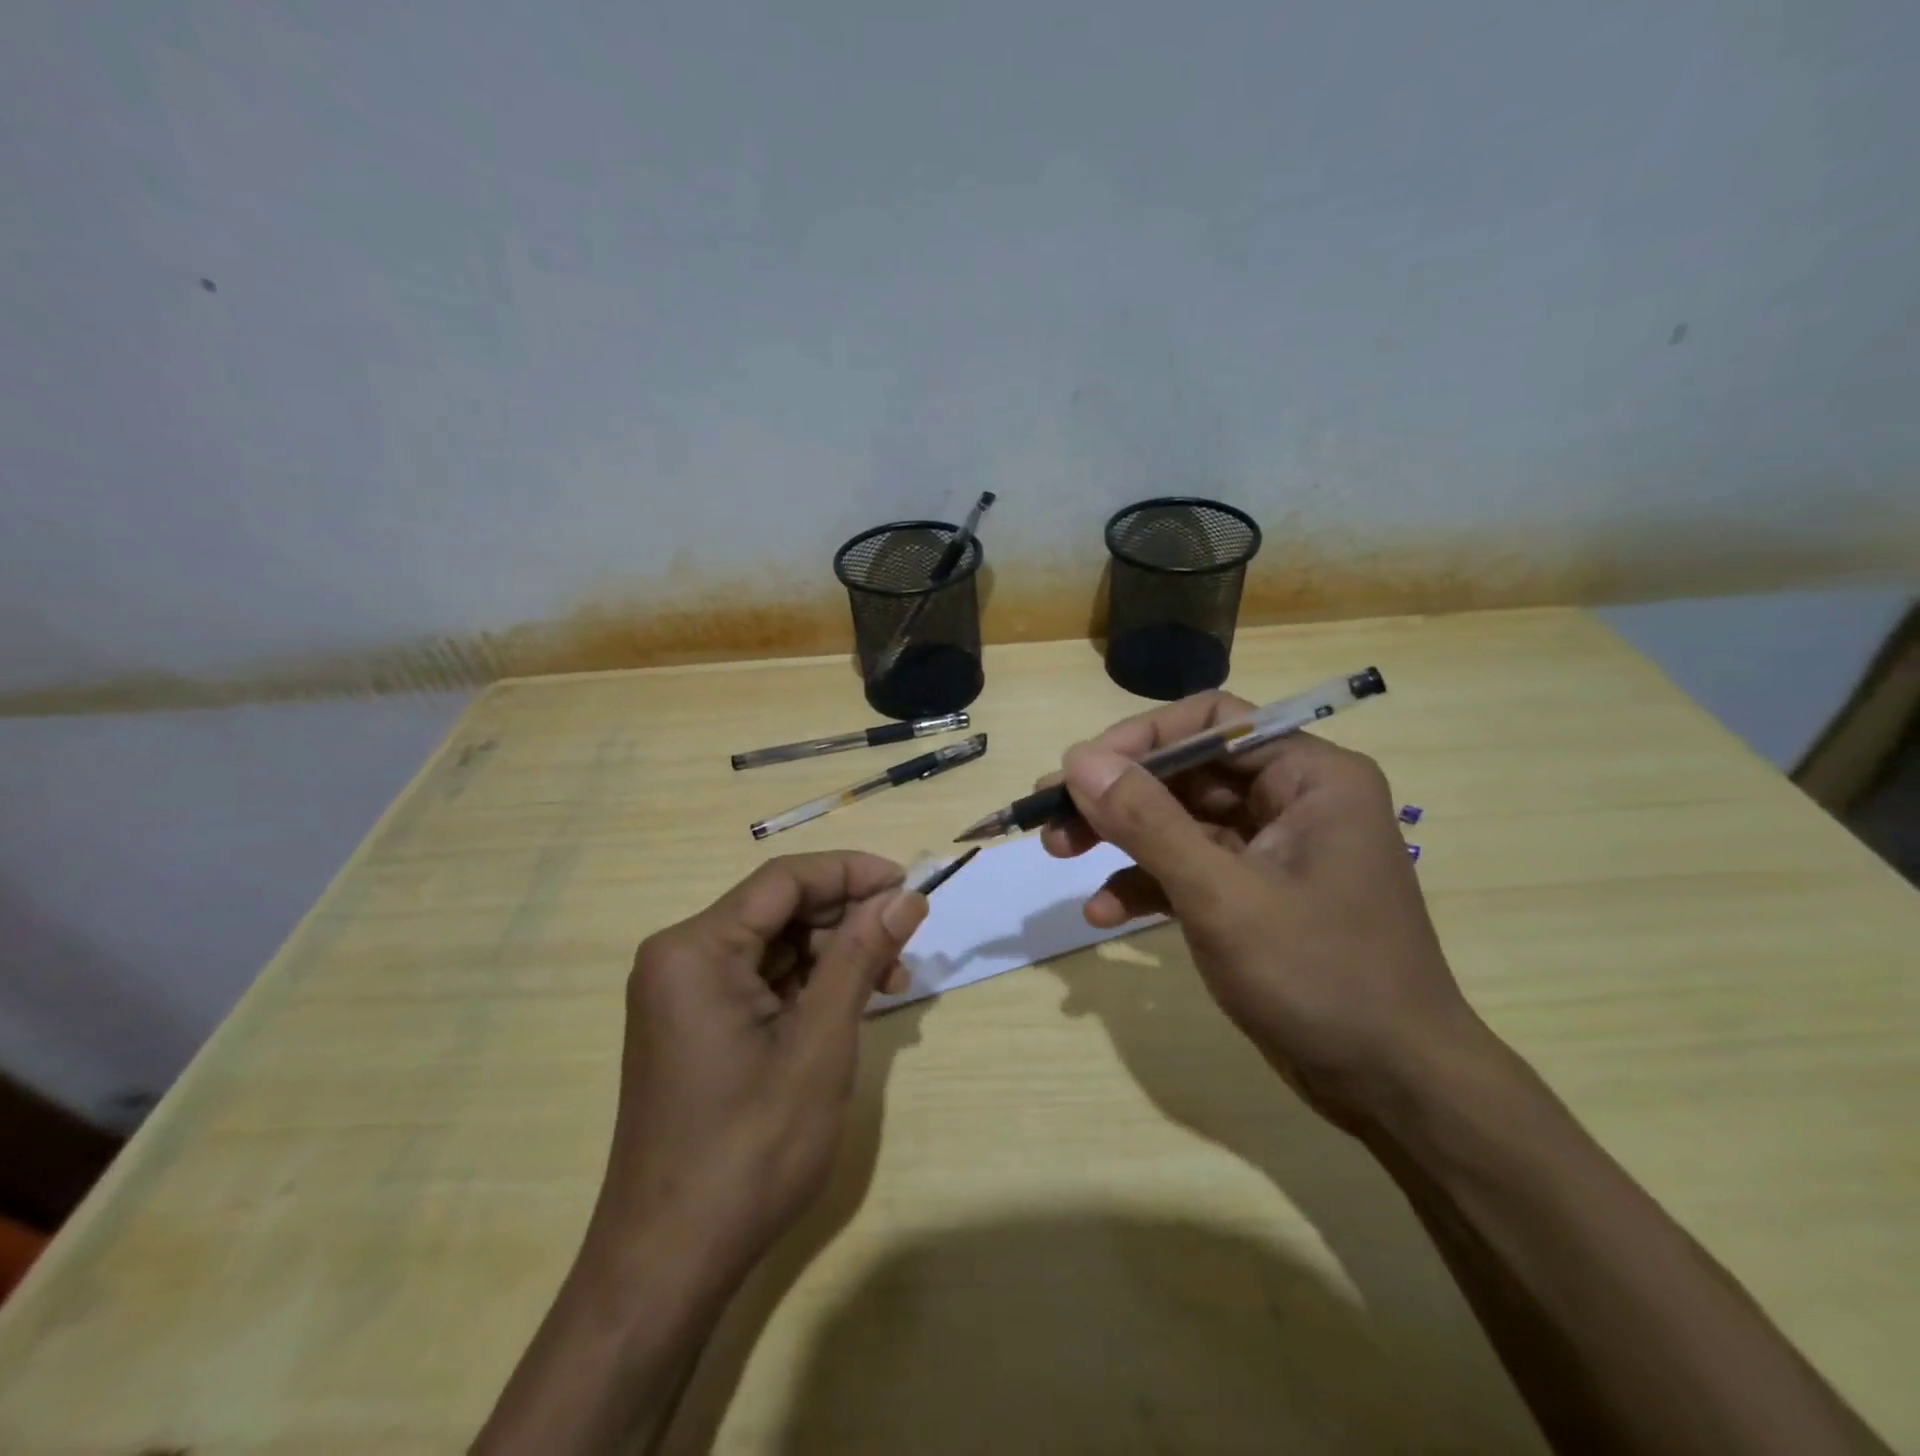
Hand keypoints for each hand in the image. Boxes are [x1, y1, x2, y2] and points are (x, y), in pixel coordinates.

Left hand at [583, 851, 927, 1283]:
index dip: (851, 872)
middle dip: (847, 920)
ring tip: (891, 984)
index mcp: (696, 950)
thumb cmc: (749, 1151)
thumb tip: (905, 897)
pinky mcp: (695, 1024)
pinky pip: (761, 981)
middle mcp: (680, 957)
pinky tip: (852, 1005)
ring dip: (835, 955)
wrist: (668, 1265)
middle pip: (779, 909)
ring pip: (775, 944)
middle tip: (906, 947)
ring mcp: (683, 993)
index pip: (784, 879)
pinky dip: (809, 985)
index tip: (909, 885)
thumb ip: (860, 957)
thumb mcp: (819, 1044)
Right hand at [1044, 691, 1487, 1127]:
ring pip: (1179, 821)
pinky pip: (1189, 869)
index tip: (1080, 769)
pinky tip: (1102, 914)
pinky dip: (1145, 884)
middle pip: (1186, 772)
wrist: (1392, 1089)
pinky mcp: (1254, 895)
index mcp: (1309, 777)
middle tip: (1052, 814)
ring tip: (1057, 852)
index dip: (1140, 738)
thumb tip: (1078, 760)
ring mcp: (1272, 850)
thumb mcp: (1222, 896)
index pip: (1212, 723)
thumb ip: (1147, 823)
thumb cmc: (1321, 978)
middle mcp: (1292, 800)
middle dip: (1117, 795)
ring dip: (1119, 837)